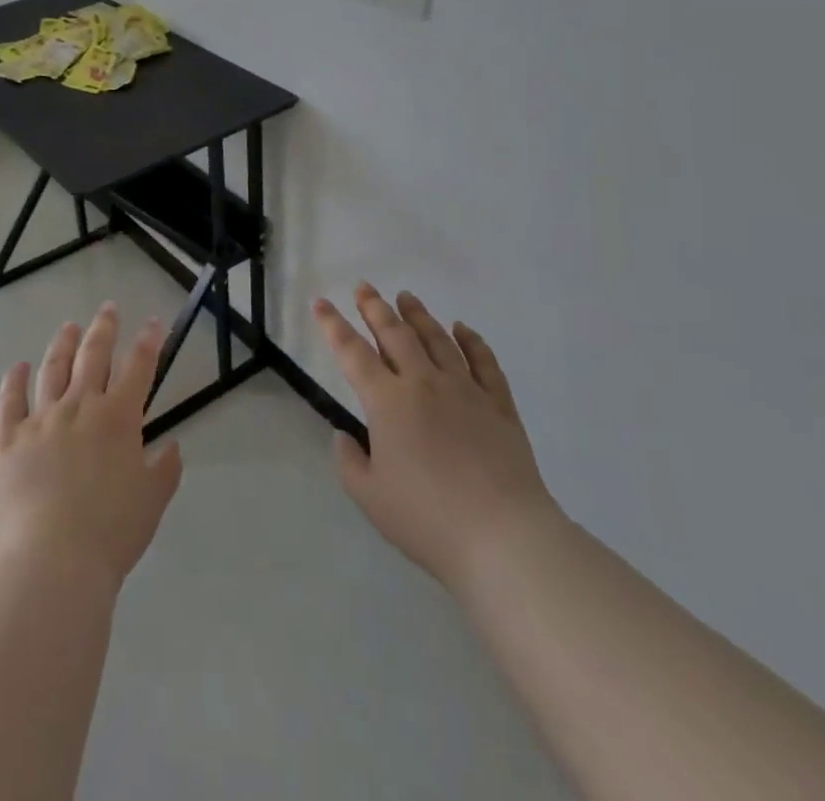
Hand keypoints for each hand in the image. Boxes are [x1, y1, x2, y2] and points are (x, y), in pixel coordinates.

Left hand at [0, 303, 183, 590]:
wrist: (52, 560)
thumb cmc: (111, 533)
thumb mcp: (152, 502)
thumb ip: (164, 470)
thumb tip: (171, 446)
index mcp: (119, 418)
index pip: (139, 367)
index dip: (149, 341)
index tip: (154, 322)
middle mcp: (80, 406)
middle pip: (93, 355)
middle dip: (104, 328)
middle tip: (108, 308)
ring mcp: (42, 419)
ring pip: (53, 369)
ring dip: (63, 344)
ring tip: (69, 327)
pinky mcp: (10, 439)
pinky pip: (10, 401)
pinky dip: (14, 381)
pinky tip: (18, 367)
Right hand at [313, 282, 561, 593]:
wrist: (503, 538)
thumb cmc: (428, 519)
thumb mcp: (370, 497)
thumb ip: (349, 461)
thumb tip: (344, 434)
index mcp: (387, 402)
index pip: (352, 352)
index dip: (333, 324)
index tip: (320, 301)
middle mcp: (423, 383)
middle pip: (395, 334)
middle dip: (375, 307)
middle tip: (364, 286)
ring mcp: (465, 390)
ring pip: (437, 339)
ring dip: (418, 315)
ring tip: (406, 296)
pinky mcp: (499, 405)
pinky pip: (484, 362)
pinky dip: (471, 341)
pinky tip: (462, 328)